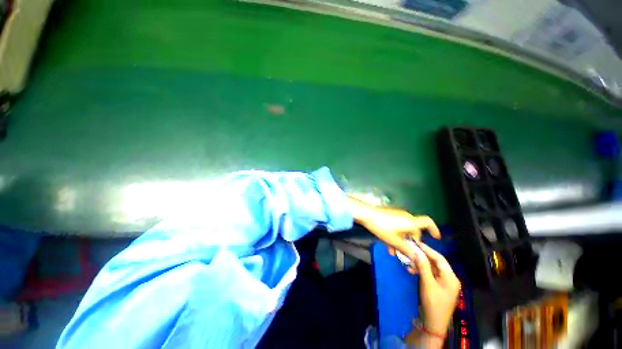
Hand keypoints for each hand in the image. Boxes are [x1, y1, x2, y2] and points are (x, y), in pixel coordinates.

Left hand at [346, 196, 440, 264]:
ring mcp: (400, 217)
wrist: (367, 214)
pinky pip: (399, 228)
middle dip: (412, 242)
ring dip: (402, 242)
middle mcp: (408, 218)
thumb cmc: (382, 227)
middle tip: (409, 253)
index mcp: (411, 222)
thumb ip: (405, 249)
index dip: (434, 229)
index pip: (427, 222)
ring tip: (395, 252)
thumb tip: (416, 256)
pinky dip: (397, 237)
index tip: (437, 237)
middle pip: (415, 230)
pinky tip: (389, 247)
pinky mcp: (392, 217)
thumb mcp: (393, 241)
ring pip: (405, 231)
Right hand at [411, 241, 460, 336]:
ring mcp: (447, 287)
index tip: (418, 244)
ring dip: (424, 268)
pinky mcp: (441, 293)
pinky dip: (425, 276)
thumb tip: (417, 252)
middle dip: (425, 259)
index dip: (429, 251)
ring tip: (410, 265)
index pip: (440, 259)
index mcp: (451, 276)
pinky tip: (416, 275)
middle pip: (438, 265)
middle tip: (412, 254)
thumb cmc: (432, 305)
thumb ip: (423, 268)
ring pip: (435, 273)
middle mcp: (451, 279)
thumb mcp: (427, 286)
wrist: (434, 326)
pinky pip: (434, 280)